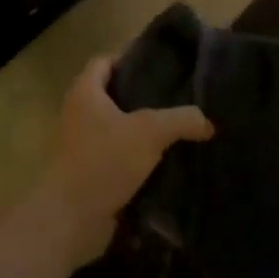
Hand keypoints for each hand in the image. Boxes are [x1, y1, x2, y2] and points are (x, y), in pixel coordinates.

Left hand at [35, 56, 211, 267]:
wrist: (71, 218)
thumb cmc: (104, 161)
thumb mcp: (150, 132)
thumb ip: (181, 119)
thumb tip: (207, 122)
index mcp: (85, 92)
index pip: (104, 61)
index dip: (130, 59)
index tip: (160, 67)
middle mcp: (78, 114)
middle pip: (112, 95)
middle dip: (142, 96)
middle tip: (176, 98)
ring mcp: (80, 145)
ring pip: (116, 128)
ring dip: (141, 131)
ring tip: (176, 130)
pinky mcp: (88, 173)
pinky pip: (116, 156)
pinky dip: (136, 158)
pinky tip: (165, 163)